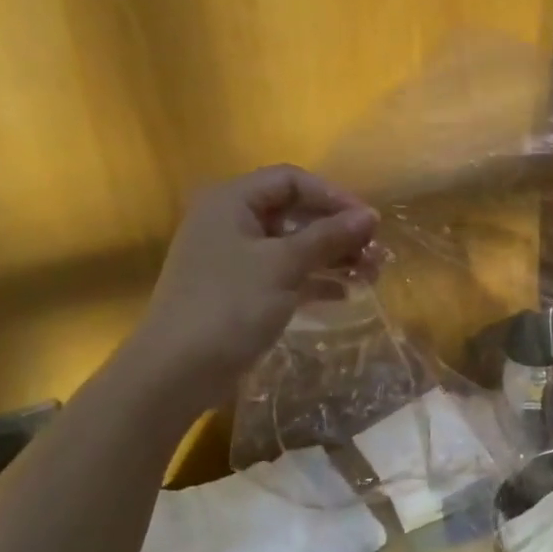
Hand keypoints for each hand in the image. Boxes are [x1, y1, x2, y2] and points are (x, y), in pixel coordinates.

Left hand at [124, 166, 376, 408]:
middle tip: (375, 252)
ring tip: (371, 274)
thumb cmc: (230, 304)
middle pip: (295, 213)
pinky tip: (347, 293)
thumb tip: (370, 216)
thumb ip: (329, 236)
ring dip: (334, 256)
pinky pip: (287, 274)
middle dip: (339, 231)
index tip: (368, 221)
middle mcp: (231, 223)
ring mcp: (236, 259)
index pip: (291, 181)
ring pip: (295, 245)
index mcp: (232, 202)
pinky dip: (316, 279)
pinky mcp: (242, 291)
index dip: (333, 196)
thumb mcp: (284, 264)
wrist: (177, 371)